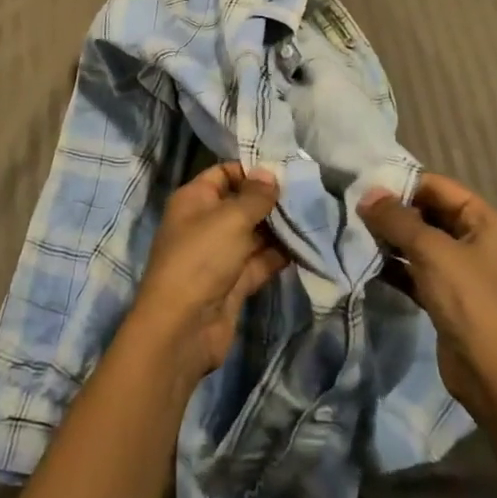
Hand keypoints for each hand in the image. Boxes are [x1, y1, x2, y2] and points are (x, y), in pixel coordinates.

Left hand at [132, 163, 288, 388]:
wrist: (183, 328)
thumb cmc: (201, 258)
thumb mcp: (230, 218)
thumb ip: (255, 196)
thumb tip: (269, 173)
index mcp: (194, 199)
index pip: (223, 174)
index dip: (251, 170)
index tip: (285, 170)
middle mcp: (205, 223)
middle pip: (241, 204)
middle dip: (271, 200)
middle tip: (308, 193)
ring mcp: (219, 255)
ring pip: (253, 234)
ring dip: (279, 228)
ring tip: (314, 217)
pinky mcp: (234, 283)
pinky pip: (259, 261)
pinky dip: (280, 255)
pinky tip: (306, 246)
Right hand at [359, 173, 496, 416]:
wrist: (491, 375)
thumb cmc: (468, 300)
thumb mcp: (430, 251)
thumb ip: (396, 219)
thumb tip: (366, 194)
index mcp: (485, 221)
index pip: (438, 187)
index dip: (403, 184)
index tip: (366, 186)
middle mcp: (477, 240)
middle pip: (429, 213)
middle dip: (394, 211)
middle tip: (356, 208)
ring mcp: (463, 270)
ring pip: (421, 242)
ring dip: (391, 237)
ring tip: (357, 231)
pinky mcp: (448, 296)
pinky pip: (417, 269)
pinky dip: (395, 264)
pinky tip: (368, 260)